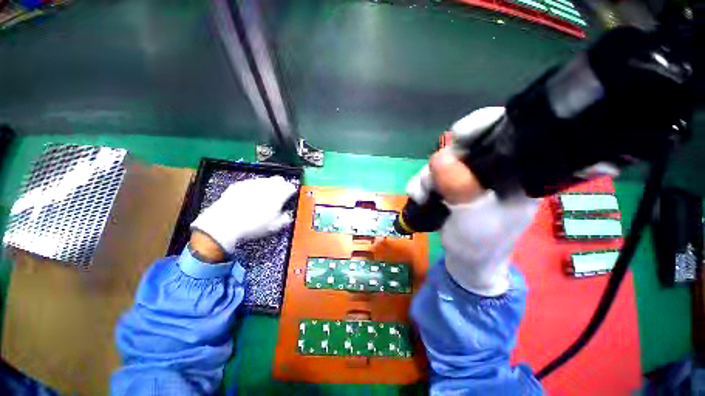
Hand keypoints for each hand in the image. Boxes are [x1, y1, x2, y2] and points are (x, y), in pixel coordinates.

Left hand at [190, 176, 296, 259]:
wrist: (224, 223)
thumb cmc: (252, 226)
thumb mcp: (273, 227)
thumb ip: (284, 219)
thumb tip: (288, 216)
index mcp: (278, 196)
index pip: (290, 188)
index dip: (291, 191)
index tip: (291, 194)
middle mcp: (267, 187)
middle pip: (278, 180)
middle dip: (281, 184)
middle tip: (280, 191)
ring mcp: (252, 184)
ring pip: (265, 179)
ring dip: (268, 184)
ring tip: (266, 193)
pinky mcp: (239, 184)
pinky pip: (251, 182)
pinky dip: (254, 186)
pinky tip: (251, 194)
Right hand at [422, 107, 538, 294]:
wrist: (467, 262)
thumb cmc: (480, 244)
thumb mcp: (474, 218)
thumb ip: (460, 188)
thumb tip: (440, 158)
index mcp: (516, 172)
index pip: (506, 131)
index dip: (481, 126)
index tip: (457, 138)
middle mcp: (492, 169)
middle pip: (464, 146)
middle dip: (442, 162)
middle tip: (432, 183)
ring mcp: (468, 177)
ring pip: (442, 161)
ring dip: (426, 177)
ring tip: (422, 196)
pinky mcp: (451, 185)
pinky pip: (431, 174)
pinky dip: (421, 183)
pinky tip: (418, 197)